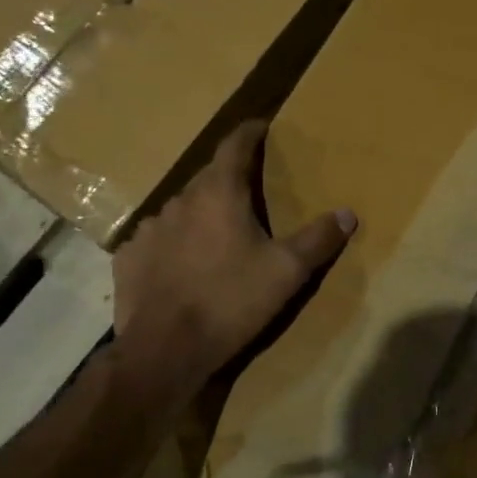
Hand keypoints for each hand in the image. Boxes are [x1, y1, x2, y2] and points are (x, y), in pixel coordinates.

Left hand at [113, 120, 355, 389]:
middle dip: (229, 182)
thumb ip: (318, 239)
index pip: (234, 146)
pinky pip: (157, 241)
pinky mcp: (129, 258)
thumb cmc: (231, 301)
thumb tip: (347, 213)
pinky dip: (173, 245)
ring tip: (217, 237)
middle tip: (250, 197)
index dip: (250, 133)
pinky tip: (182, 266)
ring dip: (200, 216)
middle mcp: (179, 201)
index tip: (262, 128)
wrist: (165, 350)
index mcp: (218, 194)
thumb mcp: (286, 272)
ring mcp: (149, 229)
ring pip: (181, 211)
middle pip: (208, 179)